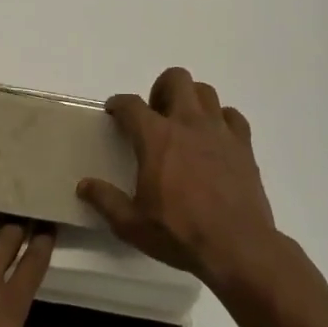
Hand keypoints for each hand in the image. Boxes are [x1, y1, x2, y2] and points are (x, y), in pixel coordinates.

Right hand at [77, 66, 280, 288]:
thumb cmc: (180, 234)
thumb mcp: (131, 224)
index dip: (118, 104)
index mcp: (156, 137)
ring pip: (206, 91)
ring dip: (191, 100)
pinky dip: (221, 120)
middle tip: (155, 116)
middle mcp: (188, 123)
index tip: (114, 112)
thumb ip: (105, 200)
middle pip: (176, 79)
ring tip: (184, 124)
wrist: (238, 248)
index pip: (131, 104)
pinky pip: (232, 116)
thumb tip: (84, 185)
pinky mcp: (243, 146)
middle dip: (160, 89)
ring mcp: (219, 132)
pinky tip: (214, 139)